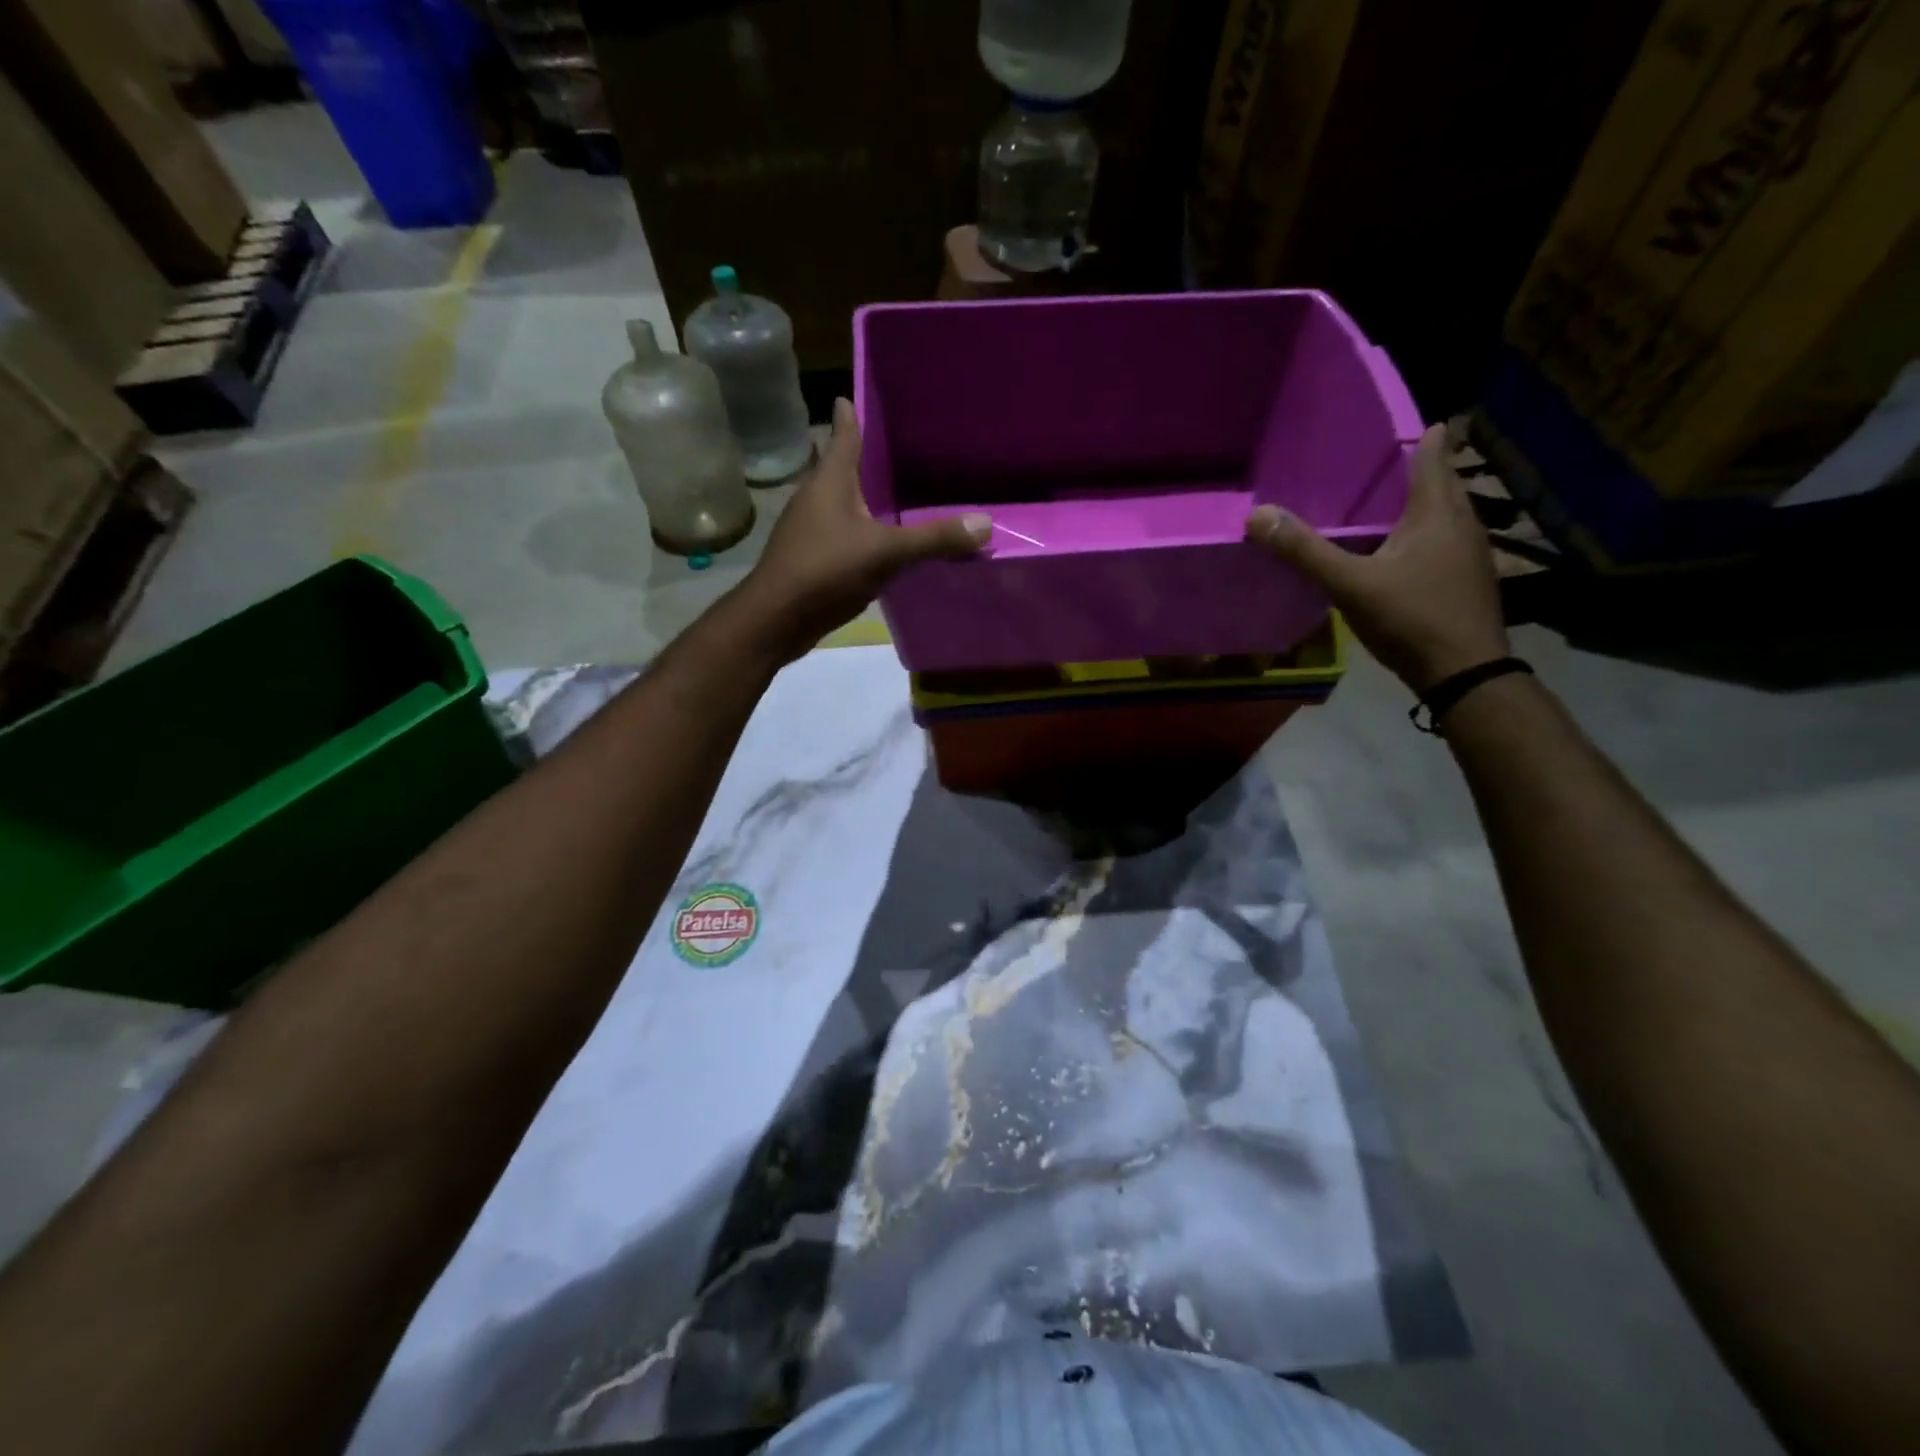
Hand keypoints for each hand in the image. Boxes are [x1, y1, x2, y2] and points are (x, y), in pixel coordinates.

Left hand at [738, 399, 990, 660]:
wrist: (776, 619)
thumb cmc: (824, 571)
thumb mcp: (886, 553)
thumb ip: (934, 539)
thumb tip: (986, 523)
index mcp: (830, 481)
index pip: (844, 434)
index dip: (852, 413)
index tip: (858, 394)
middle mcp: (817, 497)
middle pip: (842, 466)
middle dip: (866, 456)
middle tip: (899, 444)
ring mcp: (810, 529)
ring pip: (843, 501)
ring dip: (864, 495)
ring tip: (897, 490)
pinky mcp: (812, 557)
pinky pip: (844, 533)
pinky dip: (863, 529)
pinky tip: (882, 540)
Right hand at [1246, 423, 1508, 692]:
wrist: (1464, 672)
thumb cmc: (1411, 618)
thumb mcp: (1350, 584)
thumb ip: (1305, 551)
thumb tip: (1257, 515)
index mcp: (1437, 513)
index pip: (1432, 458)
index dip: (1423, 438)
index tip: (1411, 423)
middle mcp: (1462, 524)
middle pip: (1444, 484)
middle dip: (1422, 469)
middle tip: (1390, 461)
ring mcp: (1471, 555)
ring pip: (1448, 514)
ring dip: (1426, 503)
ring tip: (1392, 502)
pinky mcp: (1469, 581)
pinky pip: (1446, 542)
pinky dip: (1426, 534)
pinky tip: (1404, 551)